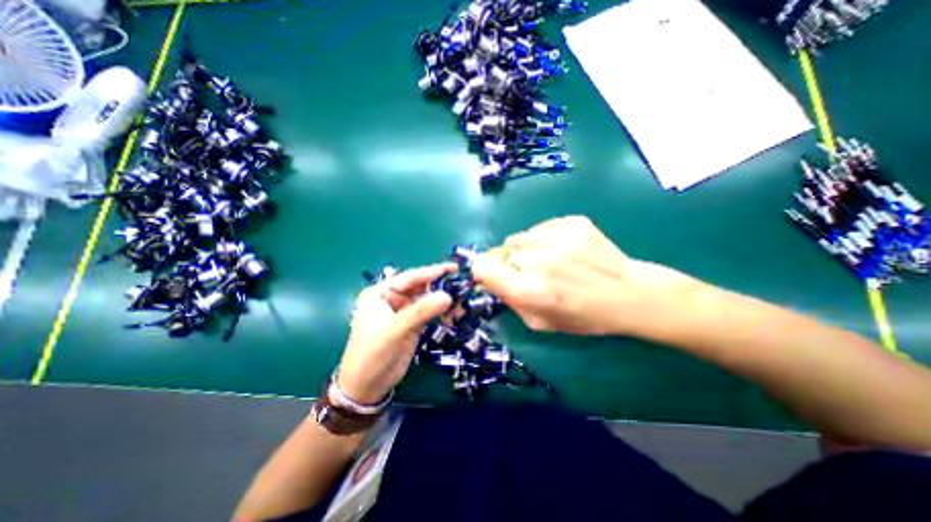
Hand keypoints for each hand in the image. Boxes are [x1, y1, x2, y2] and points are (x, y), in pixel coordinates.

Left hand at [336, 265, 456, 402]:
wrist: (367, 387)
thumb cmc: (372, 354)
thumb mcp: (394, 330)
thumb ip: (420, 312)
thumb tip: (448, 296)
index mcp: (380, 293)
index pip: (409, 278)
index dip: (431, 272)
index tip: (452, 268)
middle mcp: (392, 298)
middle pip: (420, 286)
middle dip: (440, 285)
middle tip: (462, 283)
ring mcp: (404, 311)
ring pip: (427, 300)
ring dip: (443, 300)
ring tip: (462, 300)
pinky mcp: (413, 324)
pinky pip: (430, 313)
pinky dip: (442, 312)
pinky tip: (455, 314)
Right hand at [474, 214, 697, 333]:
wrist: (629, 295)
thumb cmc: (583, 316)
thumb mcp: (539, 322)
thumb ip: (509, 300)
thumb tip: (488, 279)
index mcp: (528, 290)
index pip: (482, 267)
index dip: (483, 270)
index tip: (493, 274)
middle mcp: (538, 261)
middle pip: (501, 251)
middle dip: (509, 262)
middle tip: (531, 272)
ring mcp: (557, 238)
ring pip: (520, 237)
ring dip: (527, 248)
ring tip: (550, 259)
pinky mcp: (572, 222)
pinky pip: (541, 227)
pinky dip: (545, 238)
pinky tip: (565, 250)